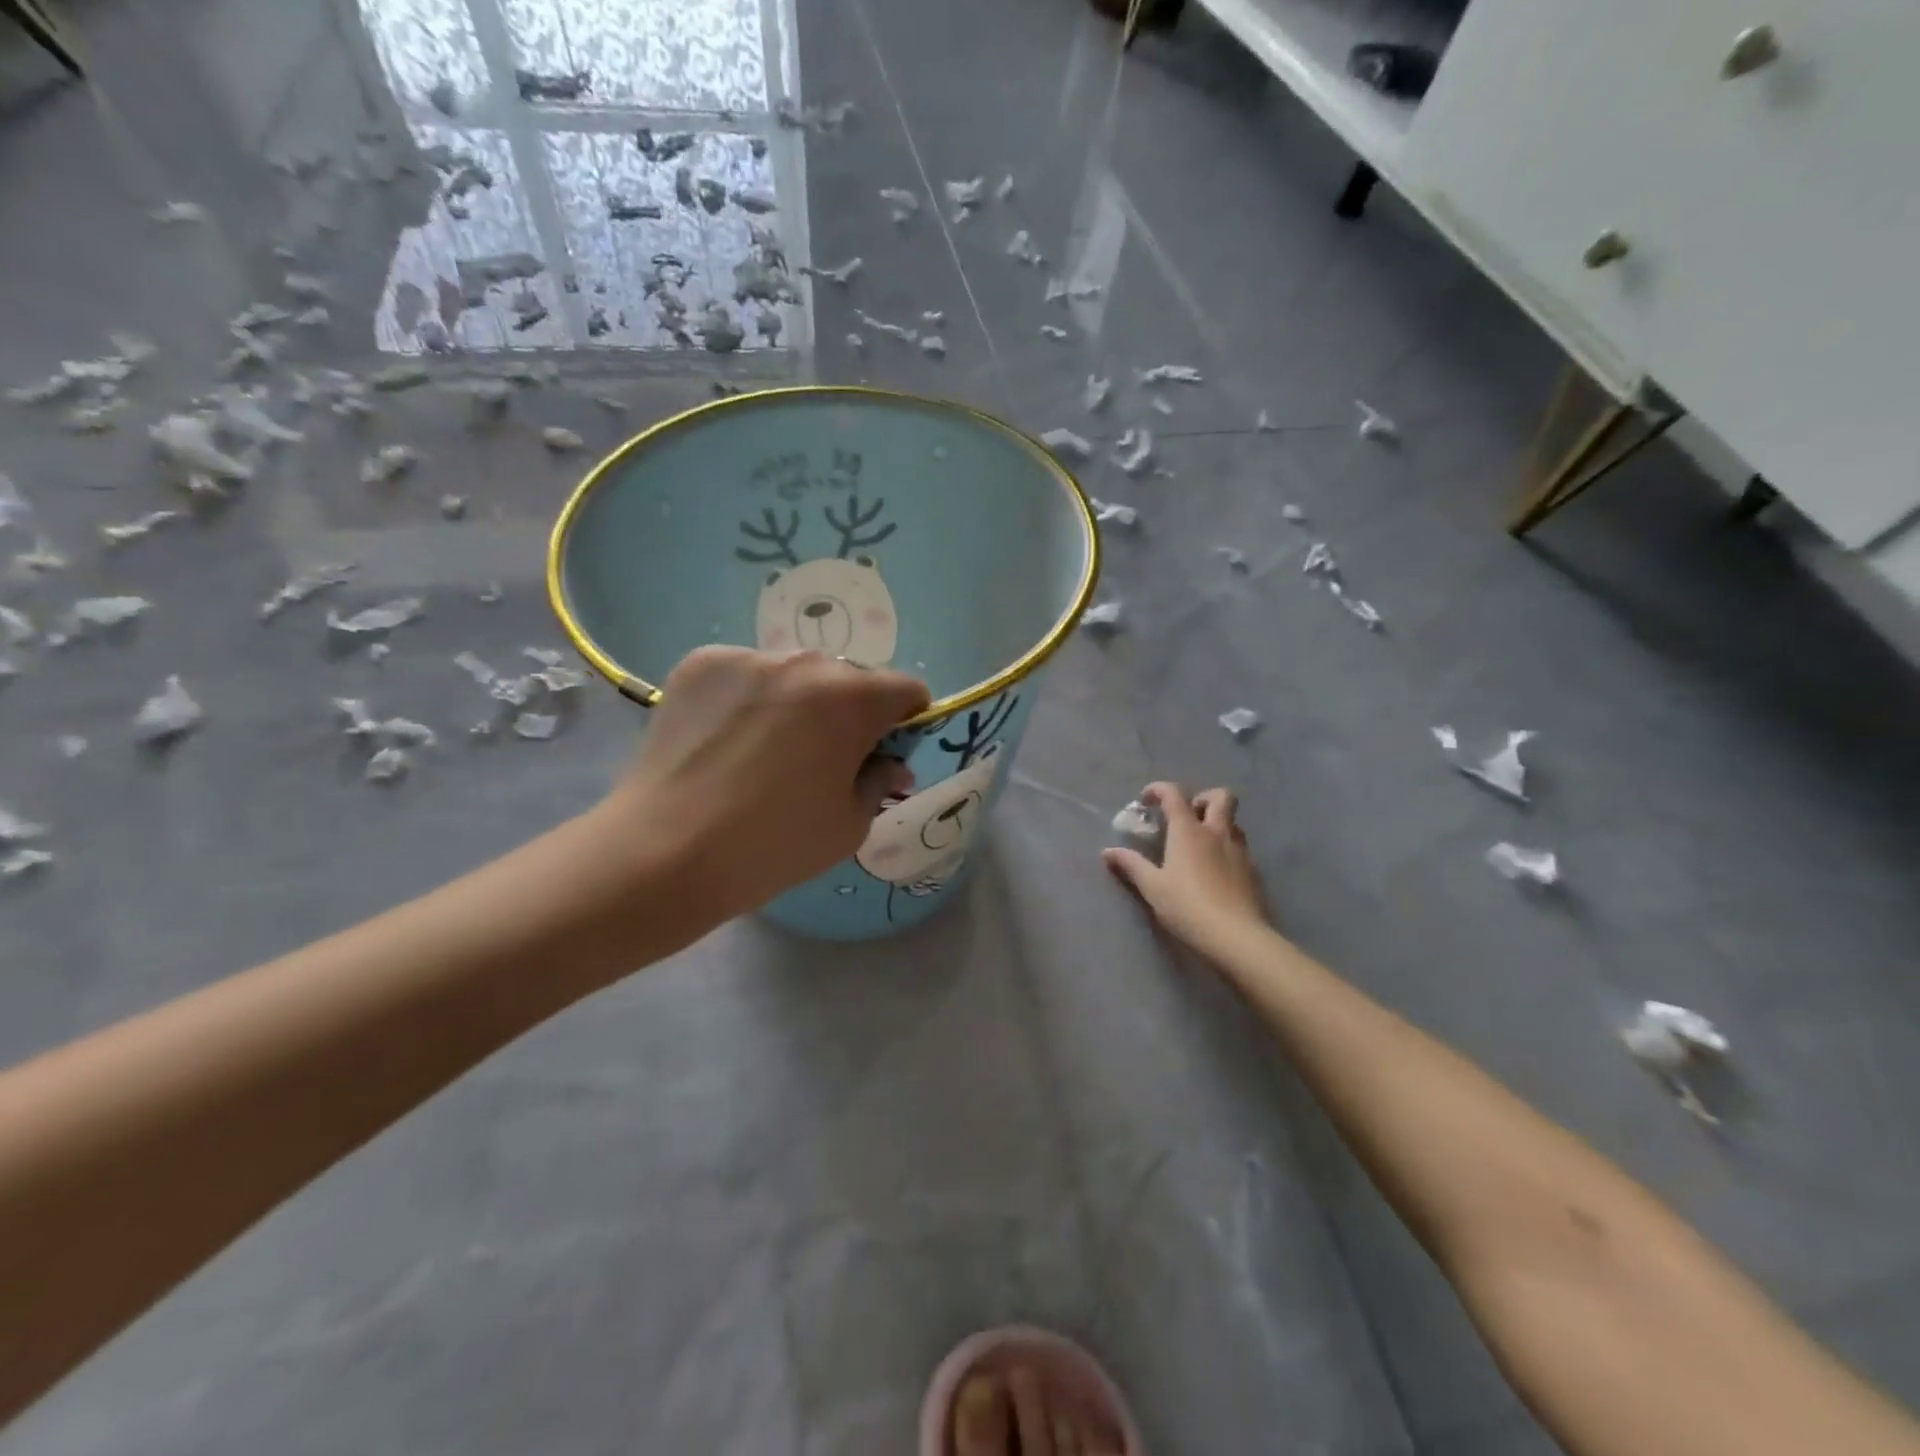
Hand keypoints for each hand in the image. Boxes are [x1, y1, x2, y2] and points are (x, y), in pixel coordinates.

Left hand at [598, 646, 928, 924]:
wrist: (664, 853)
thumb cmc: (773, 846)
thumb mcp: (849, 824)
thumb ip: (880, 781)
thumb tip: (890, 764)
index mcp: (852, 699)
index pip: (905, 690)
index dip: (907, 721)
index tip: (887, 752)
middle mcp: (805, 663)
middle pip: (848, 679)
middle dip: (851, 712)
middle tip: (826, 759)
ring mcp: (748, 658)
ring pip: (795, 673)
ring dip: (799, 702)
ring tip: (768, 750)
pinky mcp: (700, 664)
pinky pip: (746, 673)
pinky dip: (750, 698)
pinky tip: (728, 740)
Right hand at [1103, 782, 1268, 959]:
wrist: (1235, 936)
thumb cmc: (1187, 906)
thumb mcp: (1152, 887)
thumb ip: (1131, 865)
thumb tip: (1108, 851)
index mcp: (1189, 831)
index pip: (1174, 794)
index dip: (1158, 789)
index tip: (1146, 800)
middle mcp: (1217, 832)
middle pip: (1220, 796)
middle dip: (1202, 798)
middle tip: (1186, 817)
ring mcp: (1240, 851)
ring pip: (1233, 822)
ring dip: (1217, 824)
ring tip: (1199, 846)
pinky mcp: (1253, 871)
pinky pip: (1240, 848)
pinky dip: (1226, 849)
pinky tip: (1215, 872)